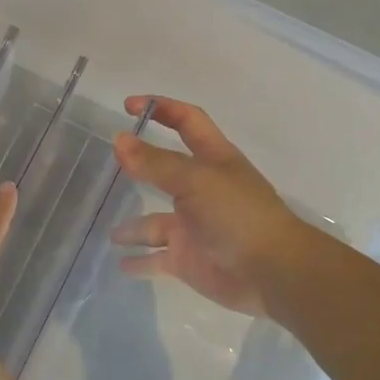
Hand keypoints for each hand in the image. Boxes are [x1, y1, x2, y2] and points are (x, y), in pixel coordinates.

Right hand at [109, 96, 322, 316]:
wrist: (271, 272)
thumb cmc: (238, 215)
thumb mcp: (196, 180)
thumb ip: (155, 162)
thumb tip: (119, 140)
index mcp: (213, 160)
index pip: (188, 122)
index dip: (162, 109)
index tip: (128, 106)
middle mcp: (202, 190)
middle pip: (166, 171)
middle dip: (141, 167)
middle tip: (109, 165)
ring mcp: (194, 227)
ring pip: (155, 222)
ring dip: (133, 227)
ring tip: (111, 233)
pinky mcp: (188, 260)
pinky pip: (156, 259)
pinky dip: (140, 261)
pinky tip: (121, 263)